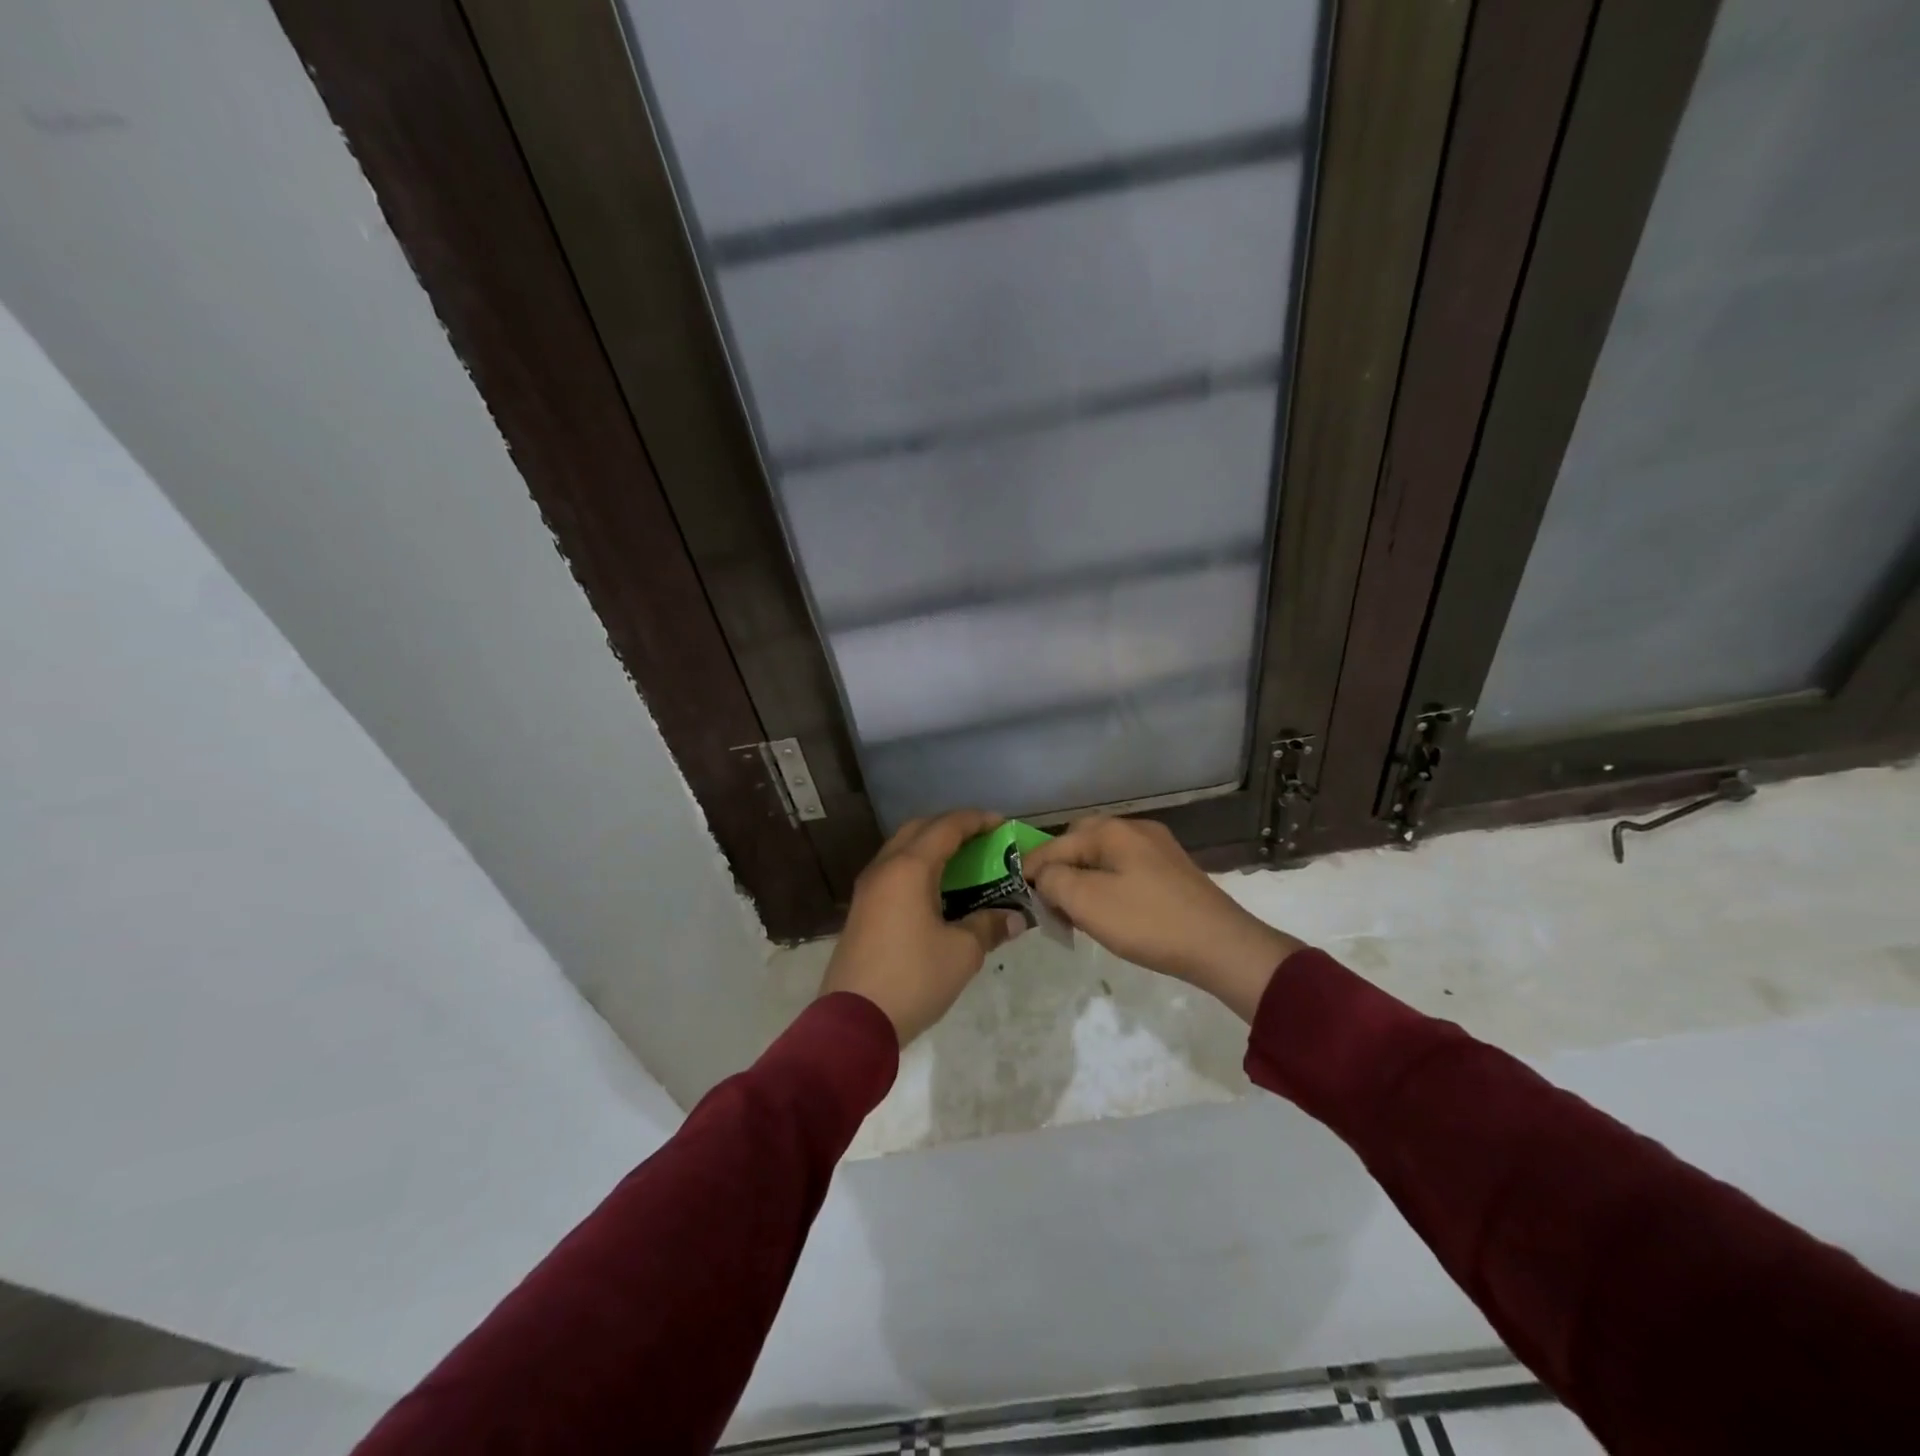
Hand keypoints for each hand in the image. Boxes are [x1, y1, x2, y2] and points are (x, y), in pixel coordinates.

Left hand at [818, 809, 1027, 1044]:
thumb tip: (1014, 918)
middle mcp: (884, 868)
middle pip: (919, 829)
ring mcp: (867, 889)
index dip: (976, 821)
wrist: (854, 1021)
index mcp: (909, 868)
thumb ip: (989, 926)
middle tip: (981, 840)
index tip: (1002, 824)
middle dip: (951, 827)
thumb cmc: (913, 978)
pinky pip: (892, 872)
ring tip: (962, 863)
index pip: (946, 827)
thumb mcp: (962, 953)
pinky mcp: (861, 910)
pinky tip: (936, 891)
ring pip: (901, 850)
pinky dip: (917, 869)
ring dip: (931, 848)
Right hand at [1023, 816, 1302, 1021]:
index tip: (1021, 899)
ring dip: (1084, 880)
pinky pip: (1125, 869)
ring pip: (1103, 857)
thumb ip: (1054, 881)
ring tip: (1076, 912)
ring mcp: (1157, 848)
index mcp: (1111, 831)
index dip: (1033, 871)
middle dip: (1060, 870)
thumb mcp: (1088, 903)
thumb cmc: (1148, 922)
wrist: (1222, 947)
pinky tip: (1110, 911)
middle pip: (1079, 843)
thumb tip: (1044, 876)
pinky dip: (1108, 886)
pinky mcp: (1172, 870)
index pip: (1055, 845)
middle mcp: (1134, 829)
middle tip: (1050, 904)